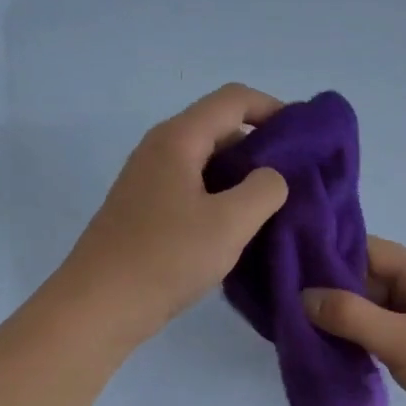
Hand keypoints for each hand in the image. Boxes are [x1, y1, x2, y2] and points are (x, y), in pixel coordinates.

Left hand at [53, 84, 289, 343]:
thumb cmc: (166, 258)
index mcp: (178, 139)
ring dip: (242, 177)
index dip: (273, 108)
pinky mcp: (146, 212)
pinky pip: (194, 190)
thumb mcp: (230, 223)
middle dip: (261, 146)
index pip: (233, 99)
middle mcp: (160, 150)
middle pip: (220, 128)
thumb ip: (264, 190)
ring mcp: (149, 182)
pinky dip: (222, 199)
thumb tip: (272, 177)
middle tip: (296, 179)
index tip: (306, 137)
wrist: (99, 306)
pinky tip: (238, 230)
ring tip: (274, 207)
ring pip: (207, 163)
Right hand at [302, 237, 405, 405]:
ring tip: (299, 325)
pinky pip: (382, 331)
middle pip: (368, 277)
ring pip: (373, 307)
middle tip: (286, 302)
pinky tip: (331, 348)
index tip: (290, 268)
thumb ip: (351, 316)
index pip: (368, 250)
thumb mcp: (401, 341)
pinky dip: (358, 337)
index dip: (330, 255)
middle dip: (331, 289)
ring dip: (343, 316)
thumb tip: (304, 296)